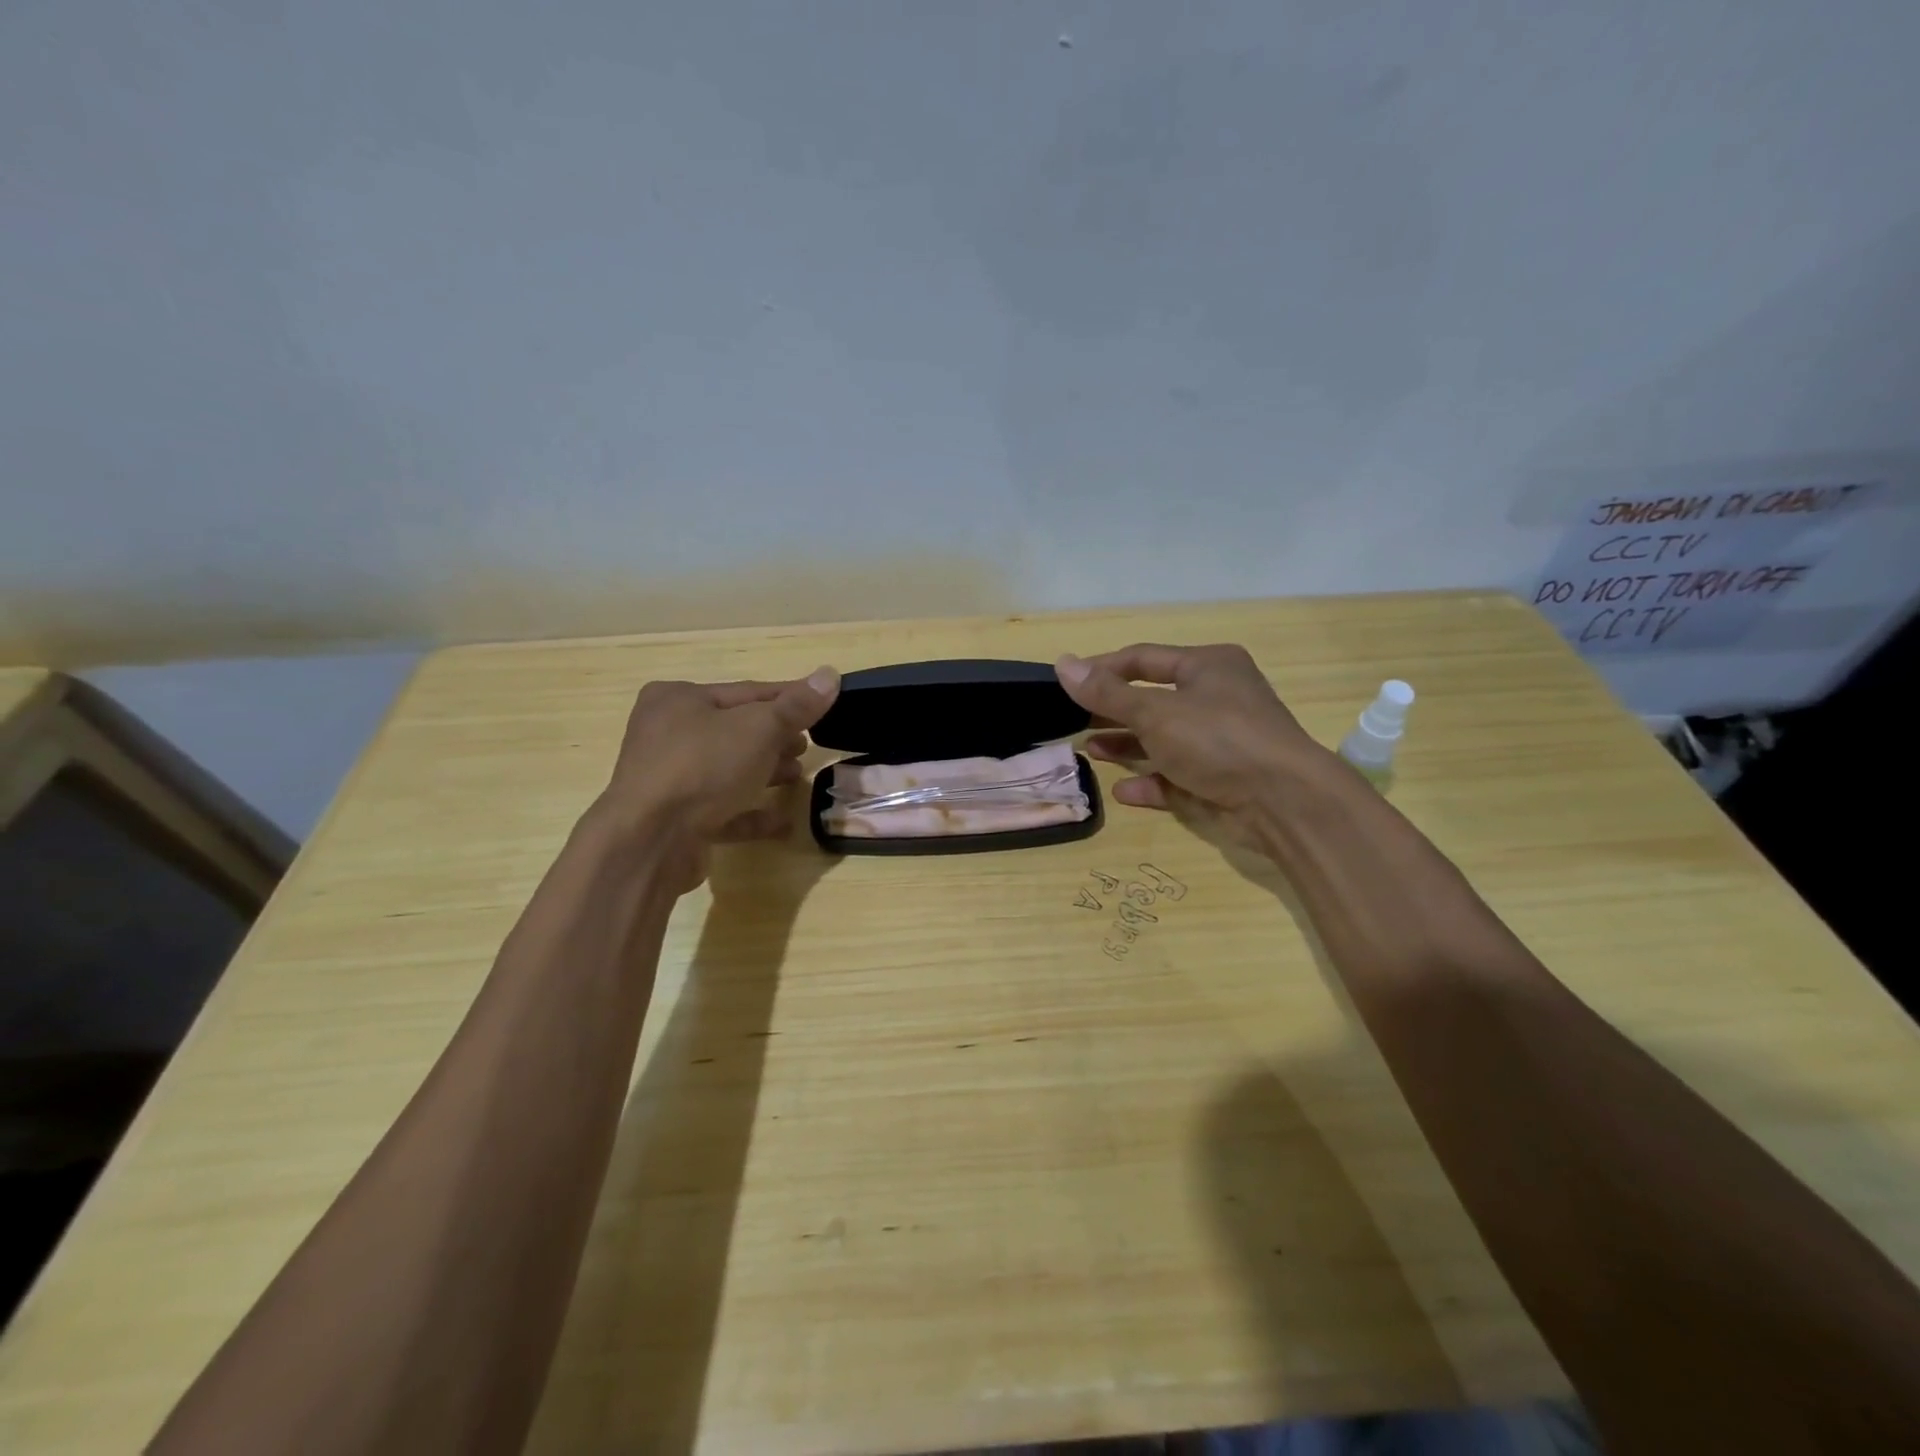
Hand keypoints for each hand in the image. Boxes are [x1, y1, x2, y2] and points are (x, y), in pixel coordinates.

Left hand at [594, 668, 839, 888]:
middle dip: (775, 739)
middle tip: (807, 747)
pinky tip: (782, 821)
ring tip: (797, 778)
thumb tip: (830, 674)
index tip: (823, 704)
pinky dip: (750, 812)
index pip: (747, 692)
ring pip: (727, 770)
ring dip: (765, 773)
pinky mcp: (674, 820)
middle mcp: (666, 734)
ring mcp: (667, 779)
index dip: (789, 698)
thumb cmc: (704, 767)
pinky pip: (721, 810)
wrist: (650, 841)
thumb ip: (797, 706)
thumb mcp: (759, 728)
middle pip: (735, 731)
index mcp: (678, 699)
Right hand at [1055, 643, 1333, 837]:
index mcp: (1207, 666)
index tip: (1067, 683)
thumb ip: (1106, 692)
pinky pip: (1177, 776)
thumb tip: (1062, 663)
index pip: (1143, 659)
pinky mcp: (1221, 779)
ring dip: (1127, 744)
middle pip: (1152, 699)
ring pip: (1163, 739)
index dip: (1102, 669)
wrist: (1284, 801)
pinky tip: (1123, 791)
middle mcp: (1216, 698)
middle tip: (1074, 719)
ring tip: (1091, 750)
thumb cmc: (1218, 739)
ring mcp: (1220, 741)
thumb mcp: (1155, 712)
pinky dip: (1150, 781)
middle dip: (1113, 710)